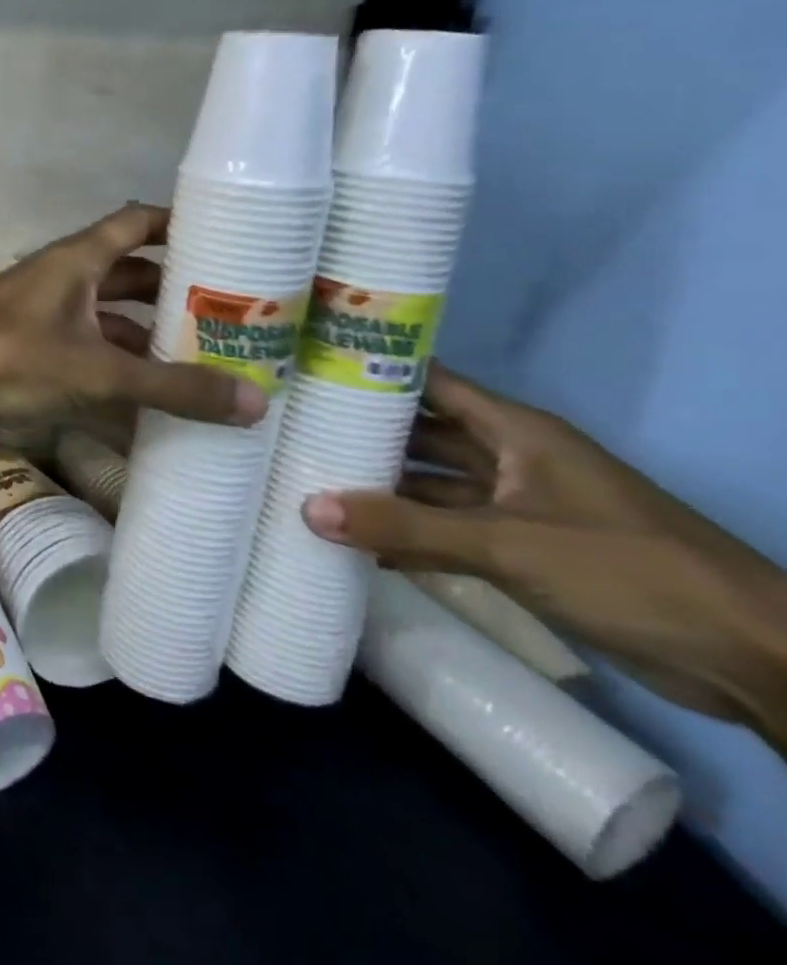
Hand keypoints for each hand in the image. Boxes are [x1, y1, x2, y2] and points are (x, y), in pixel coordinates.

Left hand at [0, 203, 267, 437]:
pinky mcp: (23, 350)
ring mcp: (38, 315)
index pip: (137, 223)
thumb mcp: (96, 373)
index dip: (180, 225)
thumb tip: (255, 401)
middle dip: (173, 292)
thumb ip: (172, 387)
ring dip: (145, 335)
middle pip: (126, 274)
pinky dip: (113, 366)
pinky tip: (146, 397)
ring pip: (104, 316)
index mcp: (74, 261)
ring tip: (202, 360)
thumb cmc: (6, 361)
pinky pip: (82, 350)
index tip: (232, 239)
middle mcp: (58, 279)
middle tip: (232, 316)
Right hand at [303, 364, 786, 746]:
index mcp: (515, 431)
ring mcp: (516, 504)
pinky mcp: (522, 548)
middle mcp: (510, 457)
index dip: (369, 368)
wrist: (752, 661)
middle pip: (419, 433)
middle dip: (360, 432)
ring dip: (379, 486)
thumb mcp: (508, 544)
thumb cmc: (629, 570)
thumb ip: (406, 526)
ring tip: (305, 479)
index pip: (426, 380)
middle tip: (287, 429)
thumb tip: (306, 509)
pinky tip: (355, 539)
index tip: (303, 367)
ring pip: (430, 483)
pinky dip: (406, 531)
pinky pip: (446, 528)